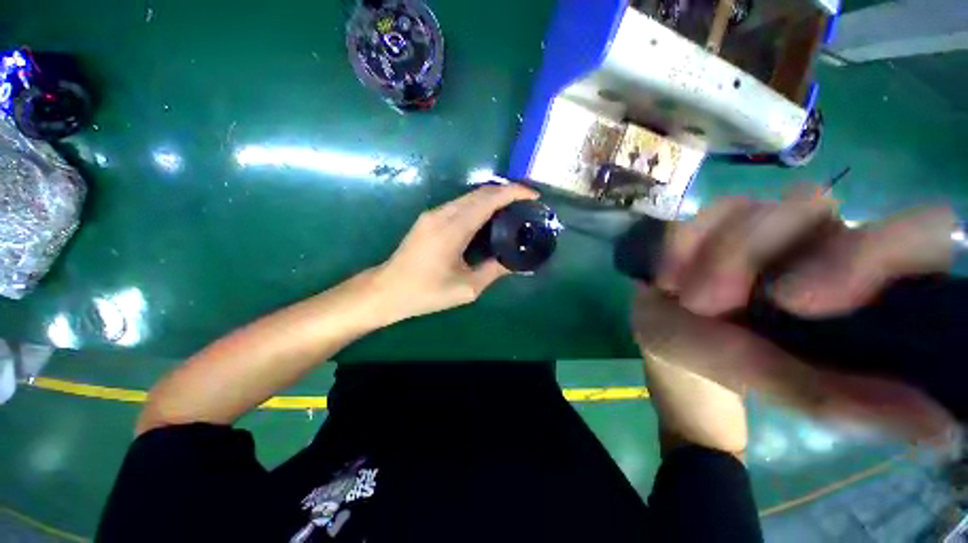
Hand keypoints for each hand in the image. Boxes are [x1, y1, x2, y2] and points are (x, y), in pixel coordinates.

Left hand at [373, 184, 538, 322]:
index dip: (514, 192)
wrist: (387, 290)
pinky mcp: (429, 219)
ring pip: (469, 196)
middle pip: (480, 192)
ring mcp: (433, 214)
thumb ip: (494, 271)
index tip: (534, 196)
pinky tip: (489, 218)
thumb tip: (516, 263)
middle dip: (507, 192)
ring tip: (513, 209)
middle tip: (527, 203)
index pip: (489, 199)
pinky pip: (460, 204)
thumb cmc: (425, 292)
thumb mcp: (466, 288)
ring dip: (493, 198)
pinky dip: (479, 205)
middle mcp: (443, 214)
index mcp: (453, 228)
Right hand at [634, 186, 957, 443]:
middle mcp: (817, 239)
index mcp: (858, 278)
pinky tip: (667, 277)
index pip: (913, 231)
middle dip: (754, 252)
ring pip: (750, 208)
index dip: (869, 254)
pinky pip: (699, 216)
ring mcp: (758, 224)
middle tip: (714, 302)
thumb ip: (847, 400)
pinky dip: (681, 244)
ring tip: (682, 296)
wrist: (669, 340)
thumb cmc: (730, 365)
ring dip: (712, 256)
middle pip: (812, 203)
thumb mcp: (783, 386)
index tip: (799, 303)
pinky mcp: (709, 223)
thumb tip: (942, 428)